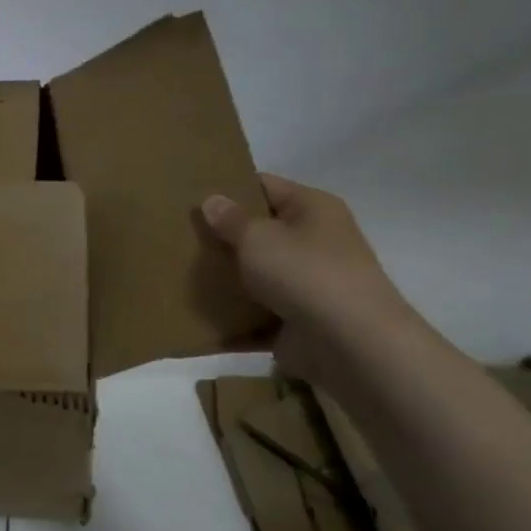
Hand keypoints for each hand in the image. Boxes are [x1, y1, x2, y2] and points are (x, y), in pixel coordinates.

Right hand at [201, 174, 419, 388]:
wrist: (350, 344)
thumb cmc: (304, 274)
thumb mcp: (258, 238)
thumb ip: (231, 219)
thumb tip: (212, 200)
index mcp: (313, 208)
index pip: (265, 186)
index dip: (229, 189)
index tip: (191, 198)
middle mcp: (316, 240)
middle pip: (262, 231)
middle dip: (225, 236)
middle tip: (181, 237)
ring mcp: (310, 282)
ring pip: (259, 273)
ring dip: (228, 277)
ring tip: (184, 274)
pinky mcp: (301, 319)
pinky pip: (260, 312)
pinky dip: (236, 316)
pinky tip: (201, 316)